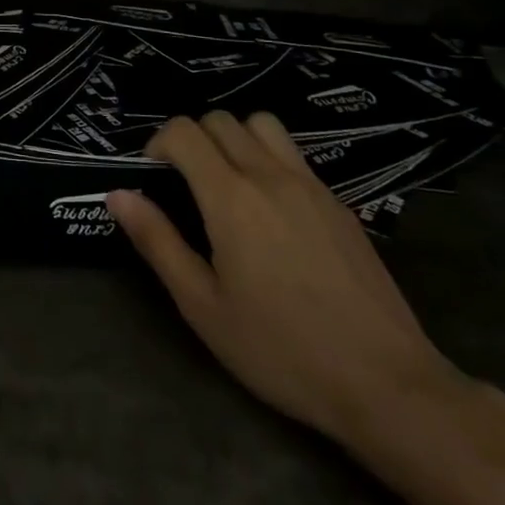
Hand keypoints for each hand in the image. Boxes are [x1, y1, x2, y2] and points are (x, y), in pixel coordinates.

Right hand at [107, 112, 469, 451]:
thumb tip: (117, 194)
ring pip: (262, 125)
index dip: (158, 144)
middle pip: (220, 120)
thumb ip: (157, 241)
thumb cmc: (281, 350)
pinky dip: (268, 160)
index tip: (153, 179)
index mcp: (231, 197)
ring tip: (228, 185)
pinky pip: (294, 155)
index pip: (184, 131)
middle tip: (185, 184)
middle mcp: (269, 175)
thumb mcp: (202, 306)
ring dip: (234, 139)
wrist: (386, 384)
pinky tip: (271, 212)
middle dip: (192, 139)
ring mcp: (311, 185)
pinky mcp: (339, 203)